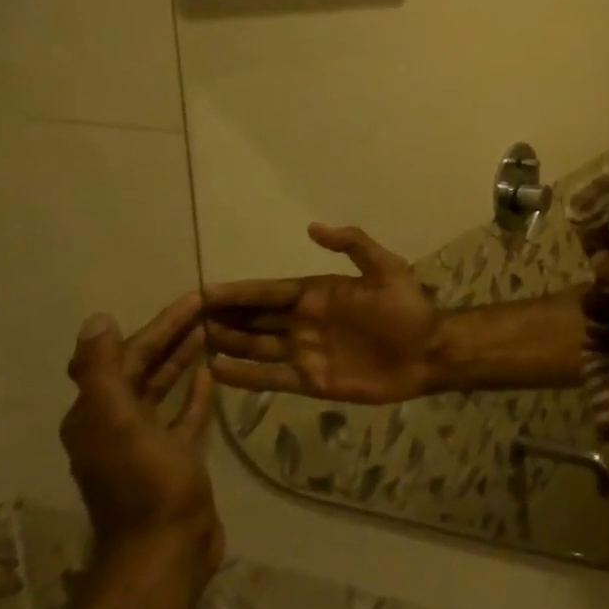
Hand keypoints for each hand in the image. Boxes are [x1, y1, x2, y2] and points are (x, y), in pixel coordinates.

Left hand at [59, 293, 222, 587]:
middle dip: (174, 335)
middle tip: (213, 307)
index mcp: (98, 414)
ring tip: (215, 331)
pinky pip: (183, 413)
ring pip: (164, 387)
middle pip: (145, 367)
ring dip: (184, 358)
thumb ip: (105, 372)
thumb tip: (98, 320)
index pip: (129, 355)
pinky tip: (211, 374)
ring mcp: (146, 442)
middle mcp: (116, 423)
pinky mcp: (174, 456)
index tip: (196, 298)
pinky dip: (195, 391)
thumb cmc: (145, 483)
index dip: (161, 324)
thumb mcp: (118, 423)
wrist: (165, 548)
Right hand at [203, 224, 444, 403]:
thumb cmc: (408, 308)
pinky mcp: (311, 381)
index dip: (238, 292)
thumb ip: (353, 246)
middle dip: (222, 318)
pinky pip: (270, 378)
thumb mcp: (387, 268)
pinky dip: (243, 375)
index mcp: (319, 294)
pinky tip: (214, 371)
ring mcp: (305, 352)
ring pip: (255, 346)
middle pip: (255, 319)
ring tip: (188, 343)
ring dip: (226, 344)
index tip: (202, 291)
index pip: (269, 292)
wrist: (427, 352)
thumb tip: (313, 228)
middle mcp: (305, 322)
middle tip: (181, 321)